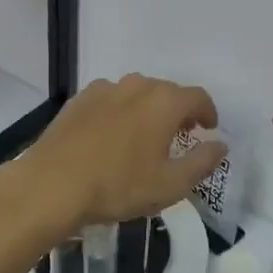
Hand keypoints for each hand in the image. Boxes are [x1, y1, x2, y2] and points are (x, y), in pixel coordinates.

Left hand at [11, 75, 226, 236]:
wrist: (52, 185)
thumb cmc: (118, 186)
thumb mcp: (170, 184)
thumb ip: (202, 162)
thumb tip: (220, 145)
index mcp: (165, 102)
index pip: (198, 97)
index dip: (208, 112)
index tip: (208, 130)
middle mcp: (137, 86)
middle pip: (167, 92)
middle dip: (178, 111)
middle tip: (179, 137)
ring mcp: (105, 89)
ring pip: (137, 93)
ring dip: (148, 109)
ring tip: (144, 136)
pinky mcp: (79, 99)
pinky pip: (110, 99)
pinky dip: (120, 111)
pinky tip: (111, 136)